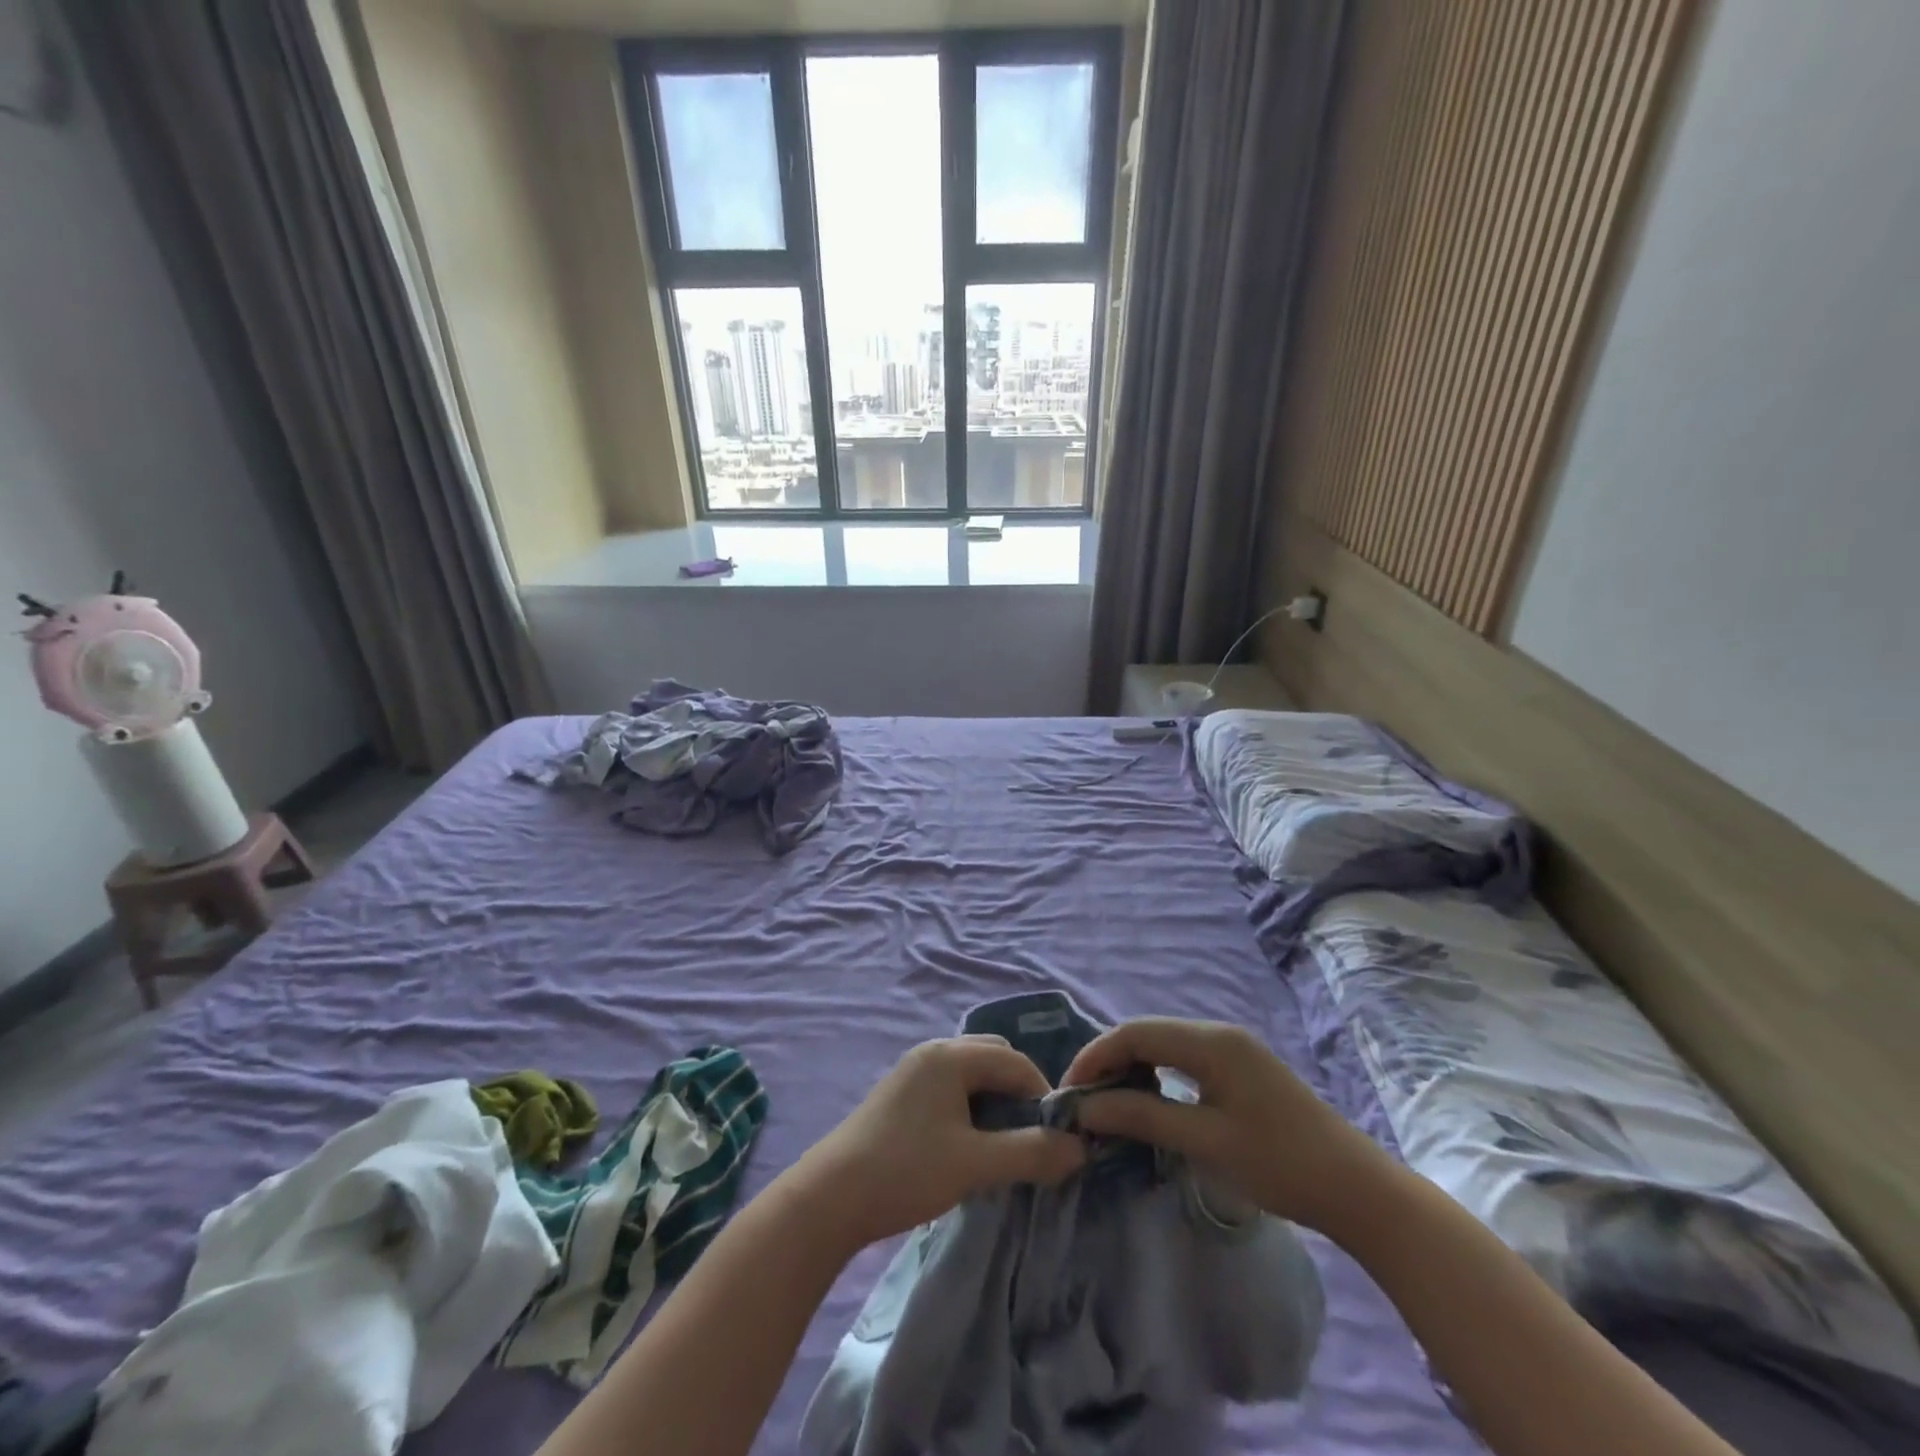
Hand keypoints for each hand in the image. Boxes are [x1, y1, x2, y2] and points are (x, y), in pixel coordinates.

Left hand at [792, 1036, 1084, 1252]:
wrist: (829, 1197)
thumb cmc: (906, 1171)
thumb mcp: (975, 1165)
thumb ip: (1030, 1154)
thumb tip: (1080, 1149)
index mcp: (951, 1056)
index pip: (1015, 1061)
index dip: (1043, 1095)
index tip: (1056, 1137)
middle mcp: (933, 1051)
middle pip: (993, 1057)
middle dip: (1019, 1091)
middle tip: (1030, 1136)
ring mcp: (914, 1070)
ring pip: (971, 1073)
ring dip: (994, 1099)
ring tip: (1004, 1143)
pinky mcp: (901, 1092)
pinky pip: (951, 1085)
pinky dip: (971, 1105)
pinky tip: (969, 1142)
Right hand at [1061, 1017, 1394, 1232]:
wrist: (1360, 1190)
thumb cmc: (1281, 1164)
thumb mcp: (1206, 1142)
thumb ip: (1143, 1117)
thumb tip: (1086, 1110)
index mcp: (1210, 1041)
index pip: (1135, 1033)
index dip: (1096, 1057)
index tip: (1068, 1092)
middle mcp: (1218, 1033)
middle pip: (1148, 1034)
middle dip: (1110, 1062)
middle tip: (1083, 1101)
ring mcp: (1233, 1049)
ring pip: (1165, 1046)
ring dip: (1132, 1069)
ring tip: (1108, 1104)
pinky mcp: (1241, 1070)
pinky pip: (1185, 1060)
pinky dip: (1158, 1077)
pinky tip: (1149, 1102)